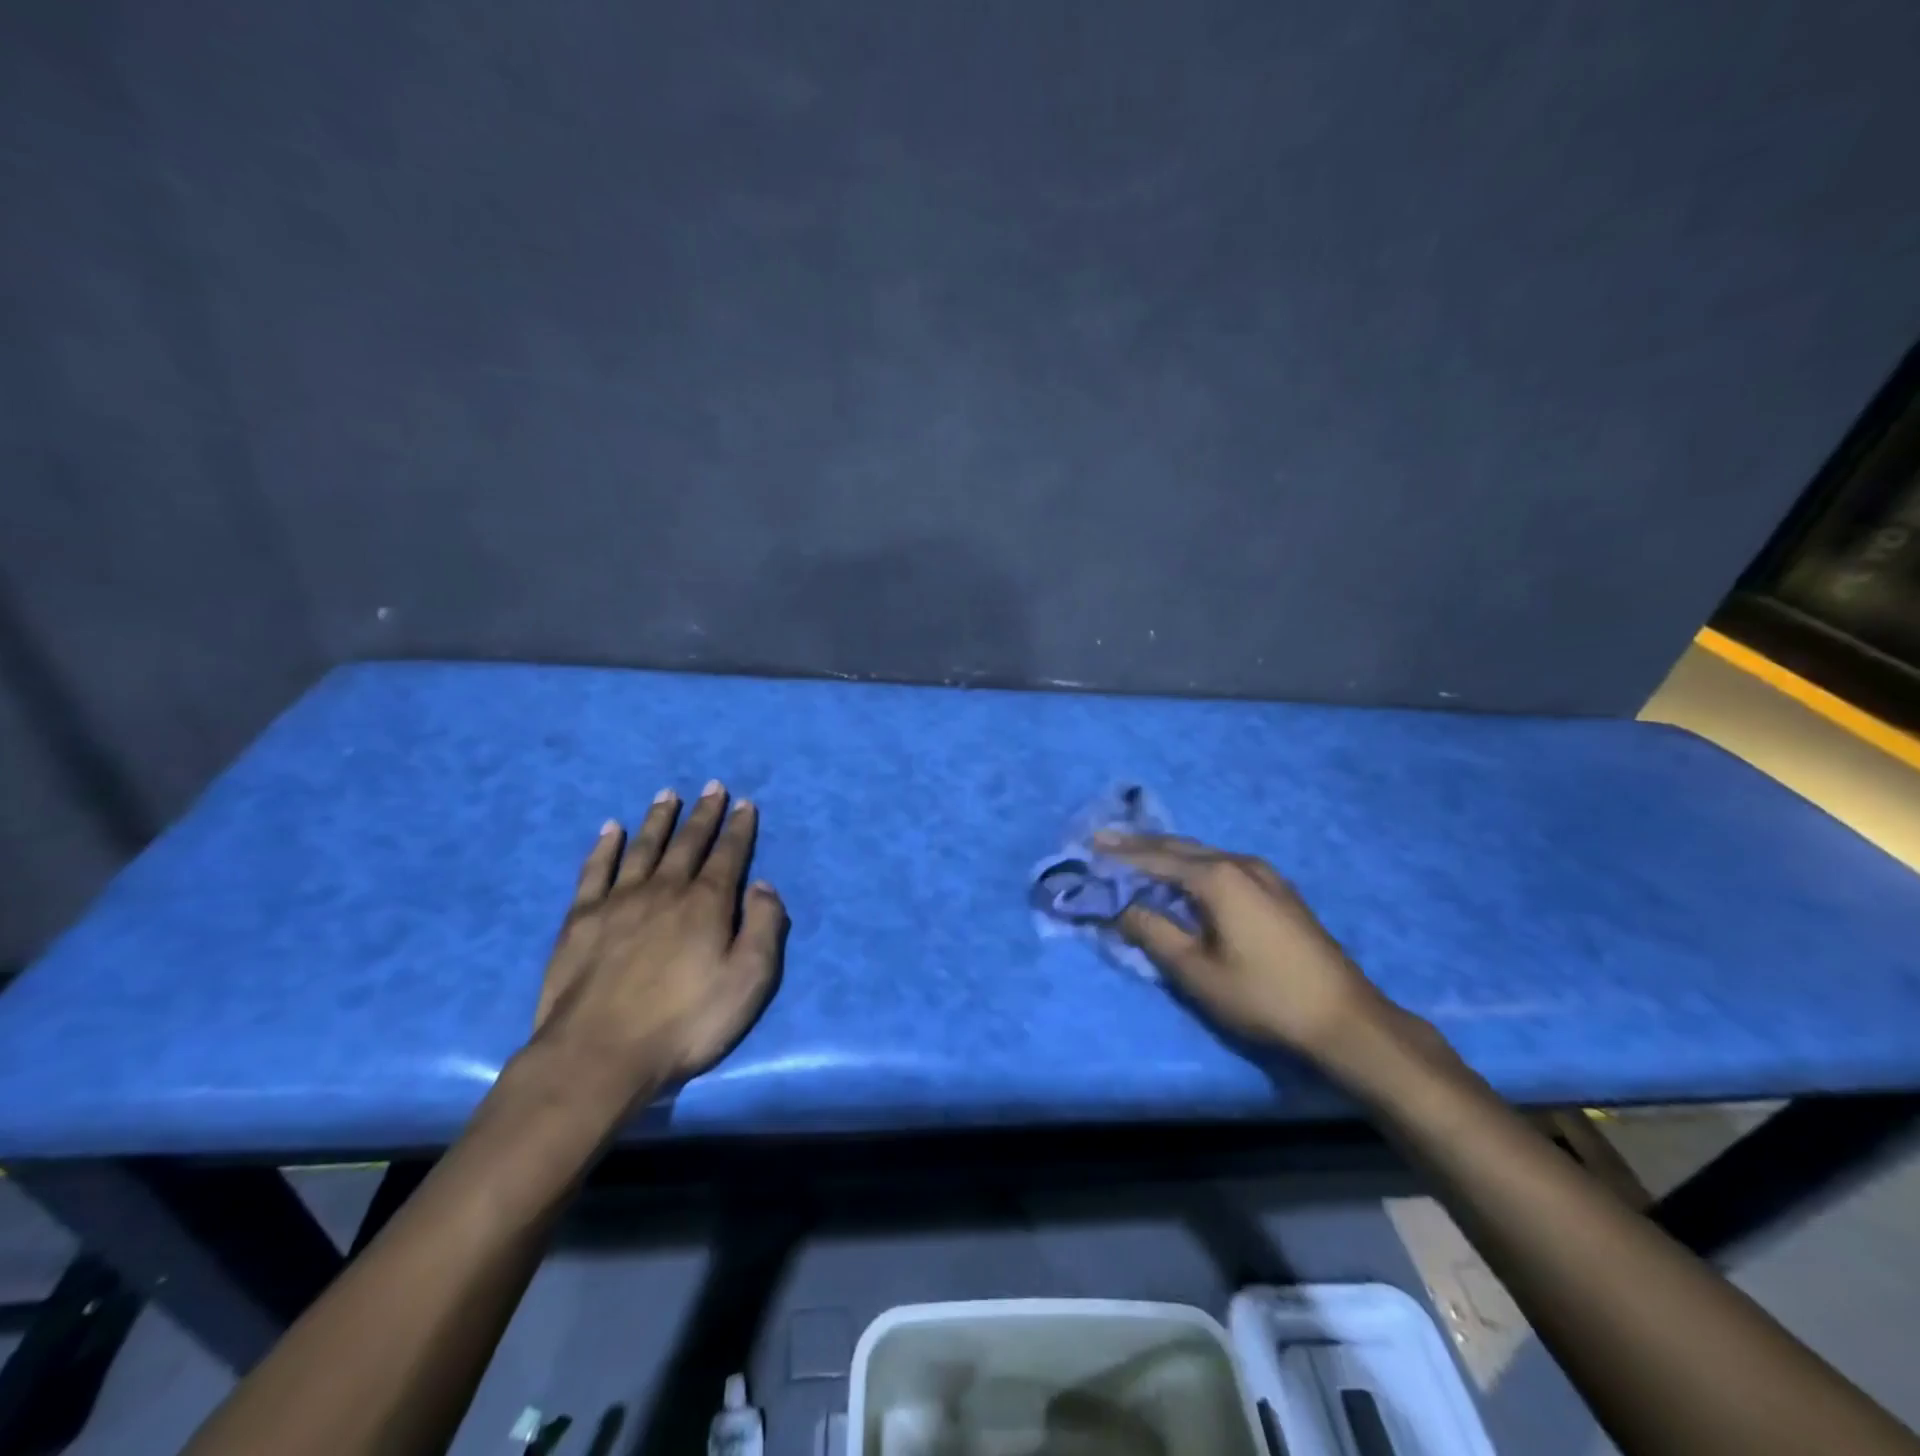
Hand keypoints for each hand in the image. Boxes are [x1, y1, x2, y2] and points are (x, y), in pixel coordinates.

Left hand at [531, 781, 786, 1107]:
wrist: (599, 1054)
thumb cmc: (685, 1022)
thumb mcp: (748, 981)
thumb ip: (764, 927)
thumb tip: (763, 885)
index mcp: (707, 903)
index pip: (728, 854)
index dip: (739, 828)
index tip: (744, 803)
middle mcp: (665, 890)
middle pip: (688, 842)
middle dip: (704, 814)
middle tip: (713, 787)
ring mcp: (619, 901)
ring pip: (643, 847)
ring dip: (658, 819)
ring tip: (667, 795)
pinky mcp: (580, 919)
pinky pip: (595, 870)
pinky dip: (605, 847)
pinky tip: (610, 829)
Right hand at [1095, 832, 1398, 1064]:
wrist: (1345, 1018)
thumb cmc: (1262, 995)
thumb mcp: (1195, 969)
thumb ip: (1151, 931)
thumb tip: (1118, 905)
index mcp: (1218, 877)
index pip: (1155, 858)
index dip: (1119, 854)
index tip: (1088, 845)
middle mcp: (1241, 863)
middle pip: (1180, 847)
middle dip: (1140, 844)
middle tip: (1104, 840)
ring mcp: (1265, 874)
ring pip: (1204, 854)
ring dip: (1167, 853)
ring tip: (1136, 853)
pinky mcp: (1279, 891)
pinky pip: (1223, 865)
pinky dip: (1192, 865)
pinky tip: (1185, 875)